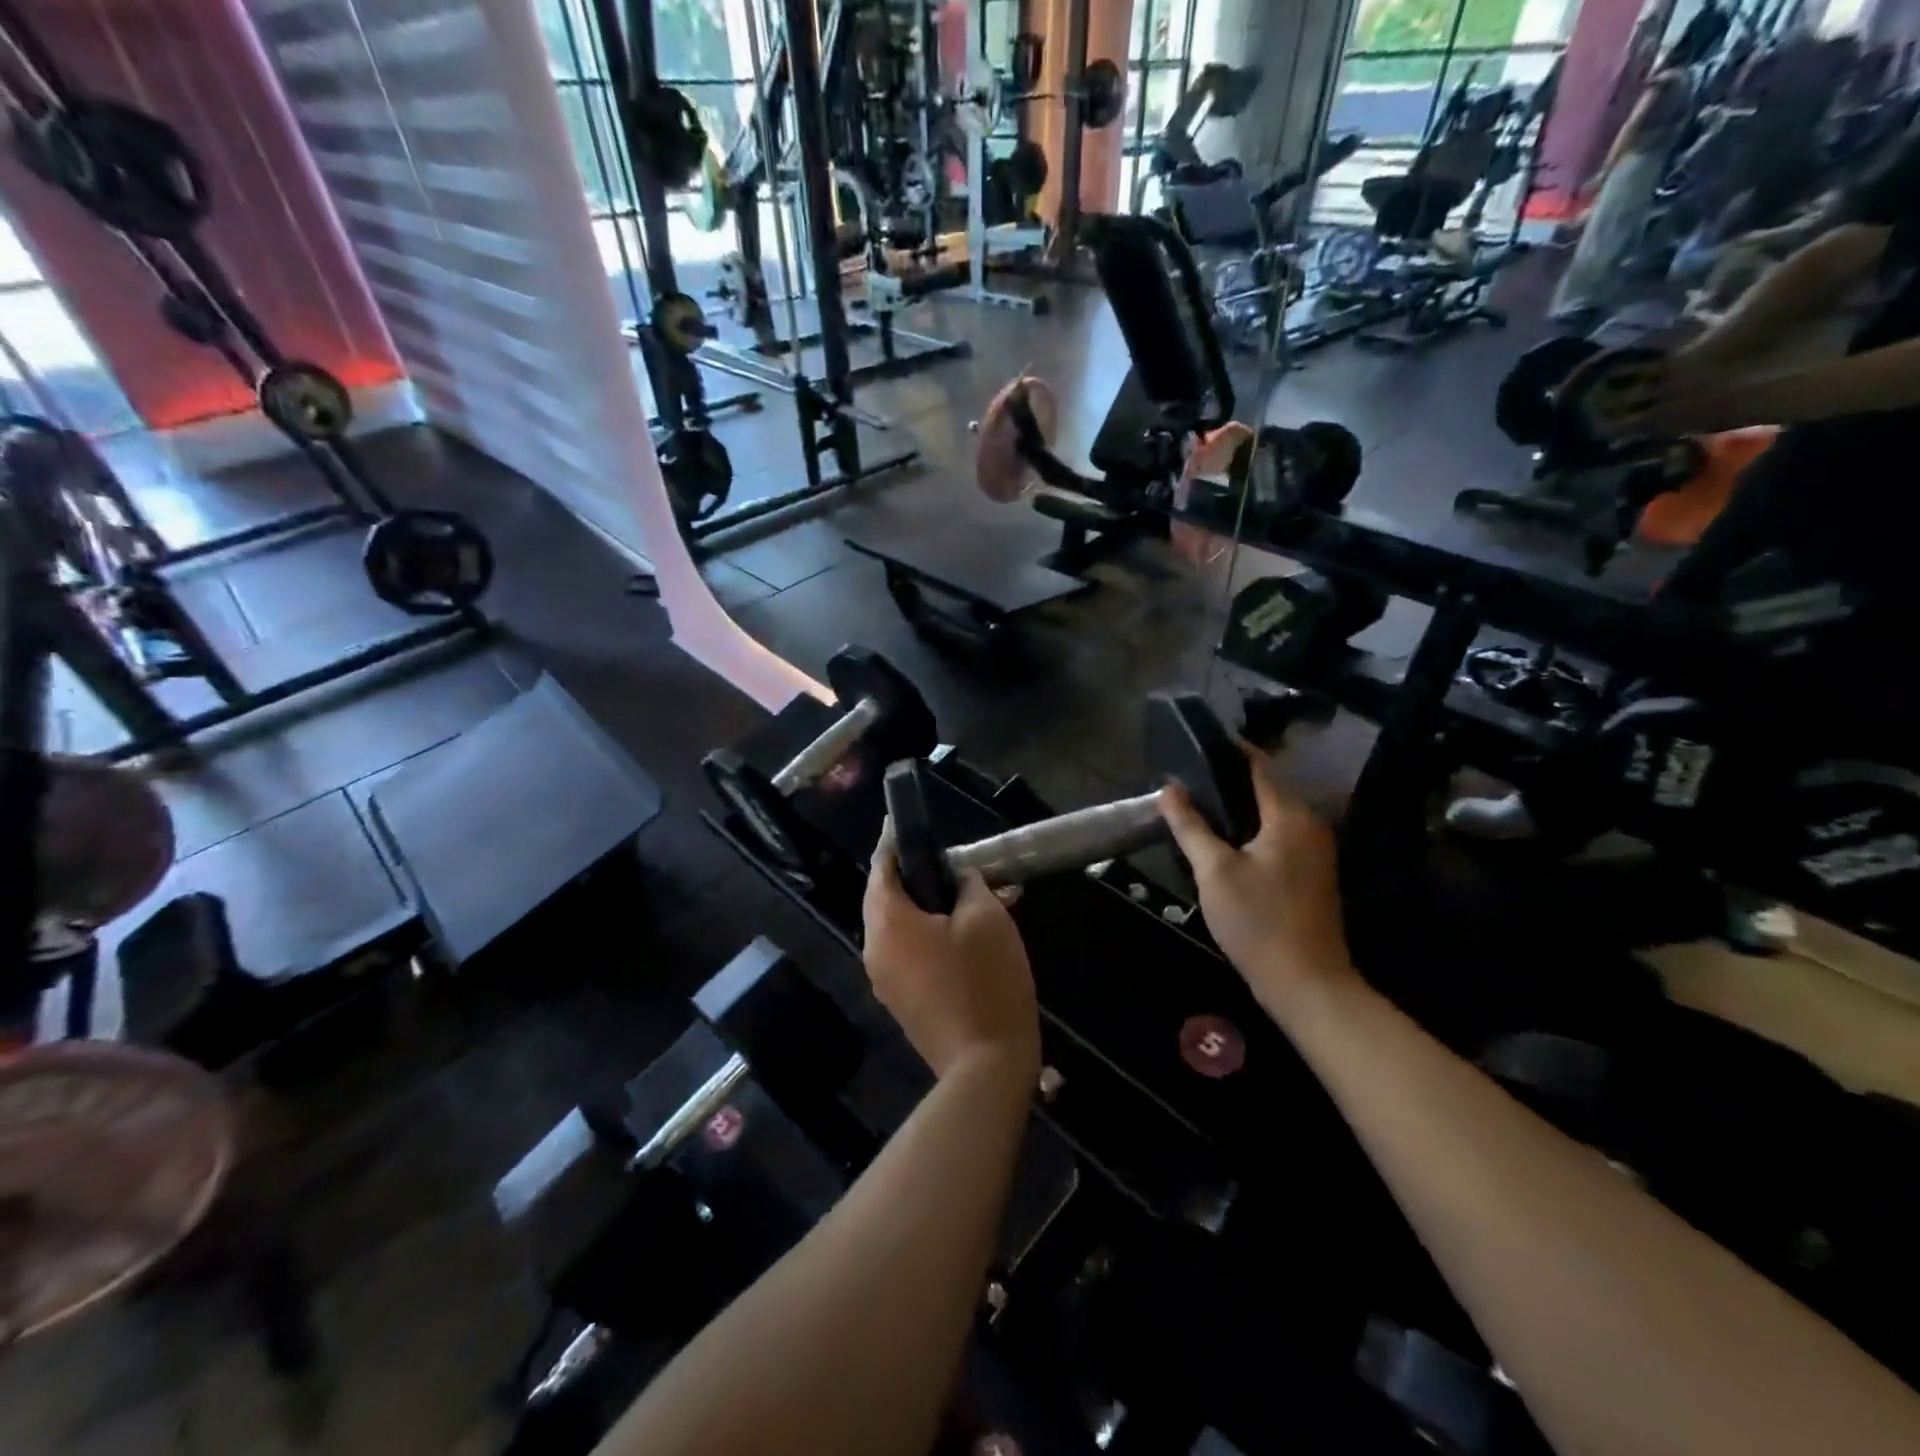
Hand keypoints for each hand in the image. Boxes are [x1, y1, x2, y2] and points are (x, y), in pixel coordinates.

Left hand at [864, 825, 1039, 1082]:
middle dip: (918, 876)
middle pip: (887, 898)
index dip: (894, 841)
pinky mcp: (903, 1002)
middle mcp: (875, 949)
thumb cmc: (985, 980)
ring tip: (972, 898)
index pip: (881, 867)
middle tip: (952, 863)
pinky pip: (910, 953)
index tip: (904, 822)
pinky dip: (931, 935)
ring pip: (901, 927)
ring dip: (930, 908)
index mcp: (888, 922)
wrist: (986, 1067)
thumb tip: (957, 878)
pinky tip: (969, 934)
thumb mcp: (985, 917)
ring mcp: (885, 980)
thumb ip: (967, 884)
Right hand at [1157, 748, 1353, 1014]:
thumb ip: (1190, 826)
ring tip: (1197, 806)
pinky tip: (1223, 840)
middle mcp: (1310, 825)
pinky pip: (1278, 835)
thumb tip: (1168, 789)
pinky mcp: (1312, 873)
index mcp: (1290, 816)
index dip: (1229, 750)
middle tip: (1186, 779)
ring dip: (1239, 807)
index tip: (1195, 743)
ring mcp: (1315, 850)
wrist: (1306, 983)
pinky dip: (1252, 829)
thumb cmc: (1258, 921)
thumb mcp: (1214, 871)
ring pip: (1272, 814)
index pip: (1259, 766)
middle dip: (1228, 780)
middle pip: (1267, 788)